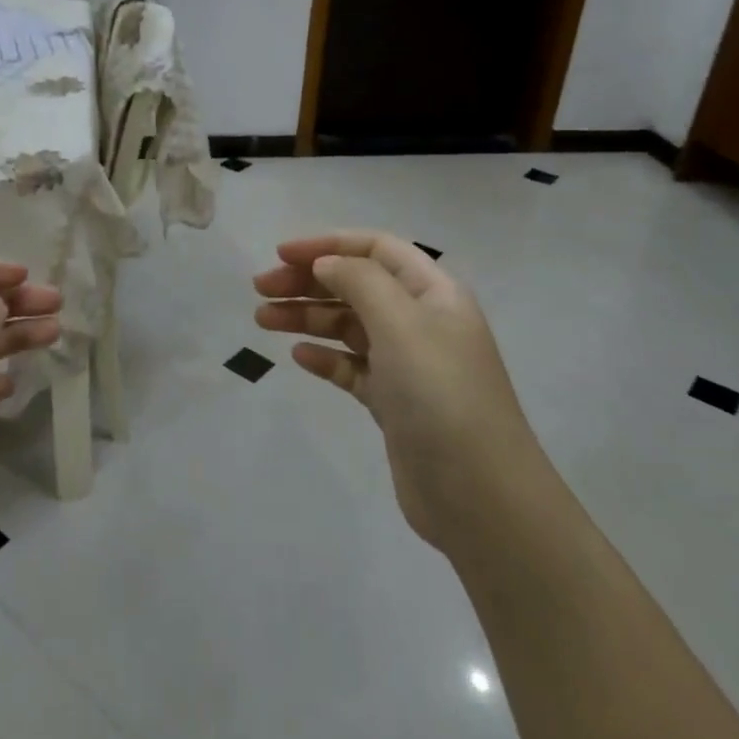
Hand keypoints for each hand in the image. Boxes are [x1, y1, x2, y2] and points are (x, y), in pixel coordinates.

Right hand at [254, 231, 542, 555]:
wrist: (479, 494)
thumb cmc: (440, 393)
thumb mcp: (401, 323)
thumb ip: (359, 281)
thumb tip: (325, 263)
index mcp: (433, 292)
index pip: (376, 248)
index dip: (328, 244)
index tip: (280, 254)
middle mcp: (421, 321)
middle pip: (357, 285)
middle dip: (308, 281)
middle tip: (260, 290)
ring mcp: (408, 364)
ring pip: (348, 326)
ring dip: (306, 317)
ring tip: (262, 320)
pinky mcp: (394, 402)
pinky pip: (351, 367)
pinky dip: (324, 357)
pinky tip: (299, 357)